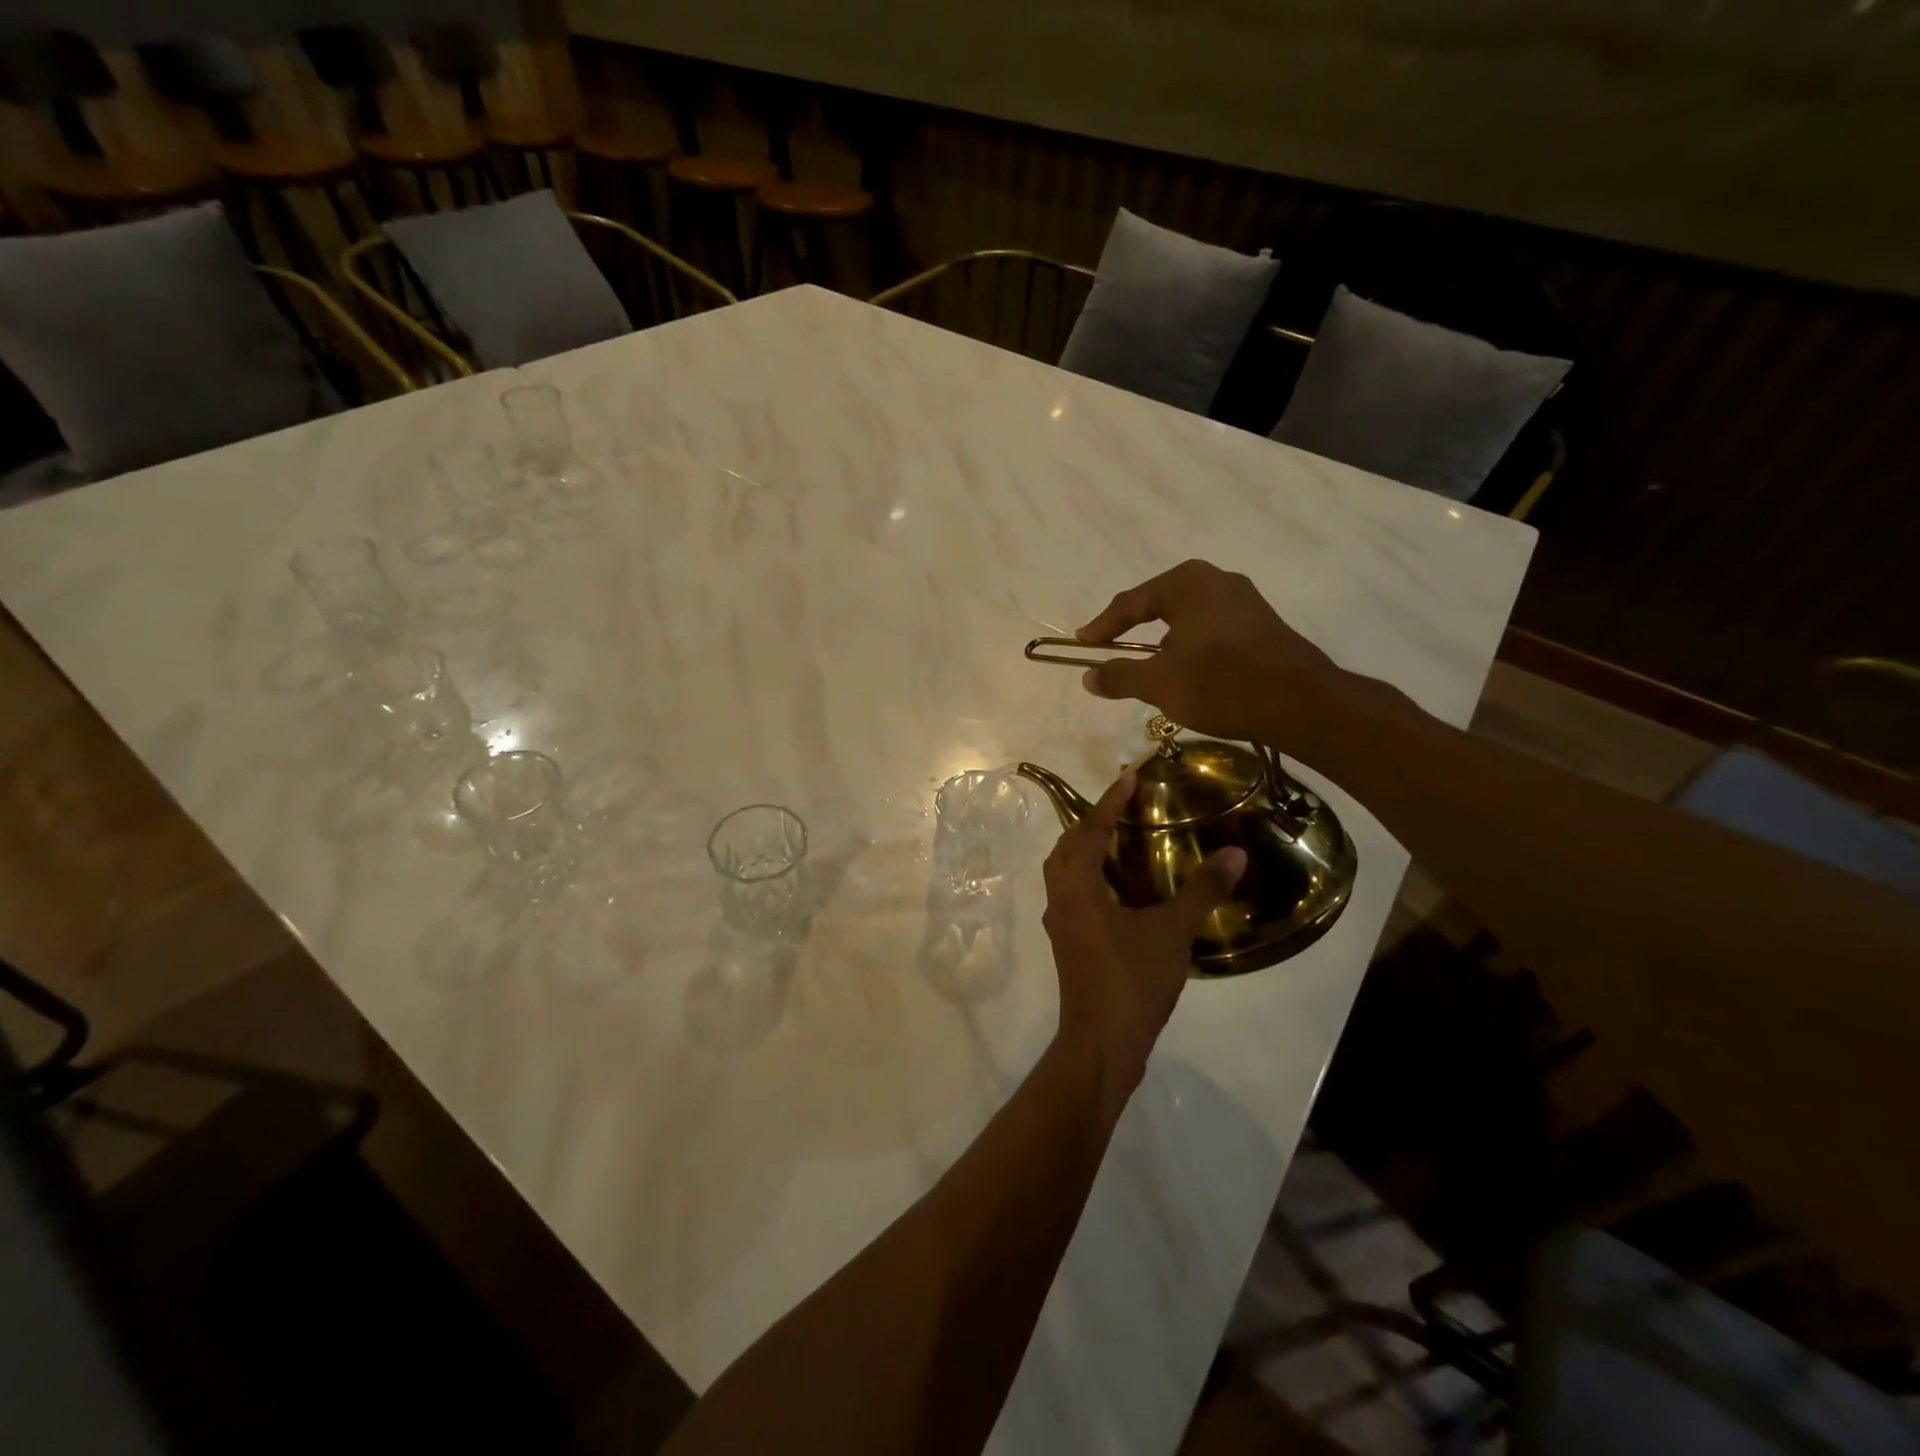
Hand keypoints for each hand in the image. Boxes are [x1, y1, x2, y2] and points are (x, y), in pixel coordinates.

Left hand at [1042, 767, 1246, 1107]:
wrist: (1102, 1045)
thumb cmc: (1131, 981)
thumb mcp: (1172, 932)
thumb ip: (1202, 890)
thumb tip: (1235, 852)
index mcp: (1077, 888)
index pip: (1090, 830)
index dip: (1110, 801)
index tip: (1129, 775)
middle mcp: (1060, 900)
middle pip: (1066, 848)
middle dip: (1091, 823)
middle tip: (1121, 807)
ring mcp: (1061, 925)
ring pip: (1066, 873)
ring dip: (1087, 851)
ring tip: (1120, 841)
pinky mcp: (1070, 946)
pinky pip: (1075, 896)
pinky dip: (1092, 880)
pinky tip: (1122, 890)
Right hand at [1076, 559, 1339, 746]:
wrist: (1300, 703)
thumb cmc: (1220, 683)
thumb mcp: (1158, 683)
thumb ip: (1119, 676)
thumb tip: (1088, 676)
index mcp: (1187, 583)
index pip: (1131, 602)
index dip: (1103, 626)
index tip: (1083, 644)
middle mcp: (1217, 580)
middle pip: (1160, 603)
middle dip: (1134, 628)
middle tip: (1112, 648)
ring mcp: (1245, 600)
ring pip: (1189, 618)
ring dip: (1164, 640)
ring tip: (1148, 664)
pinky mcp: (1263, 624)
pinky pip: (1212, 629)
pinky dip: (1191, 646)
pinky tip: (1189, 671)